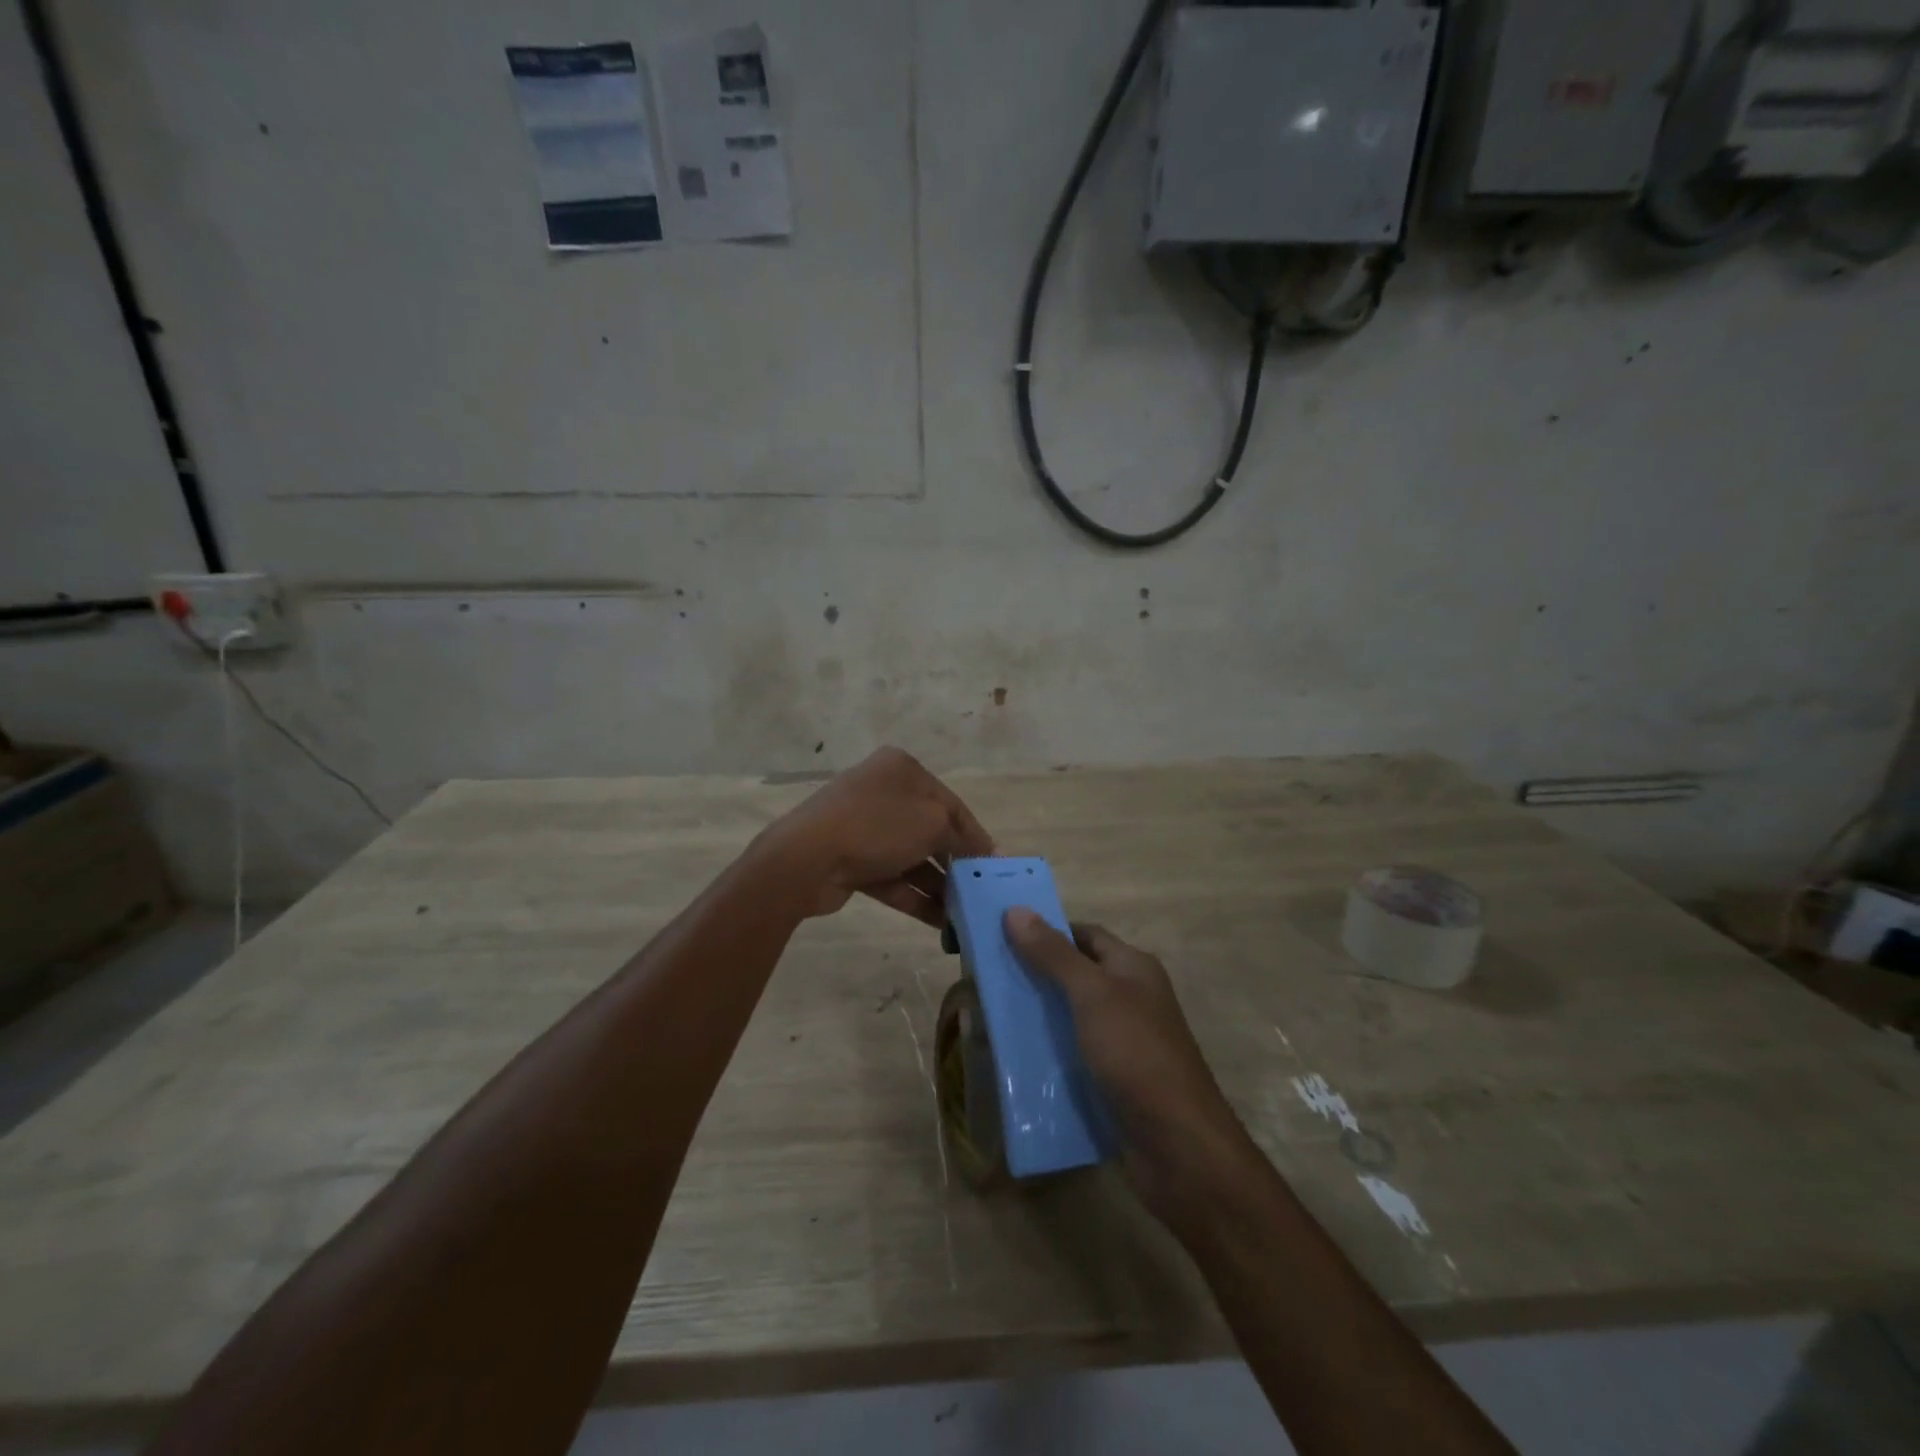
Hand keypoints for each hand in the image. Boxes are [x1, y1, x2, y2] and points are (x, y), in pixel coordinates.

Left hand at [761, 747, 993, 926]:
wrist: (806, 858)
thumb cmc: (878, 827)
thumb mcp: (933, 823)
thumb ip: (962, 837)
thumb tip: (982, 852)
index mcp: (902, 770)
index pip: (952, 804)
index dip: (976, 836)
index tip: (994, 867)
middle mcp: (883, 792)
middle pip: (931, 831)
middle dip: (954, 864)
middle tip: (978, 893)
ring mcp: (863, 826)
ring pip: (910, 857)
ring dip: (937, 886)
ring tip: (964, 915)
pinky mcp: (850, 859)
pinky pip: (891, 877)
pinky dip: (914, 896)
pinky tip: (940, 924)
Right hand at [1005, 912, 1253, 1226]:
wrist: (1178, 1148)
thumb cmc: (1137, 1055)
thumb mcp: (1093, 995)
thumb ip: (1054, 954)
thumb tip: (1016, 910)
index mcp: (1133, 968)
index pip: (1083, 934)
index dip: (1046, 930)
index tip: (1000, 934)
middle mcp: (1130, 998)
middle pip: (1074, 974)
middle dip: (1033, 974)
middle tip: (986, 978)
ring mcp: (1122, 1041)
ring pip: (1070, 1017)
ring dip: (1035, 1016)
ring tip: (988, 1017)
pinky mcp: (1112, 1079)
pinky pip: (1072, 1055)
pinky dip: (1046, 1053)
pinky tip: (1013, 1059)